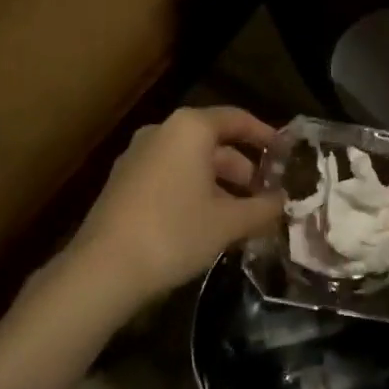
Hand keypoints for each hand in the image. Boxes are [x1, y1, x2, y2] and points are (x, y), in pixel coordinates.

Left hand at [69, 106, 283, 311]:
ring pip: (190, 162)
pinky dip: (193, 191)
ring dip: (219, 184)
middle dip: (243, 168)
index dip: (265, 135)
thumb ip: (262, 208)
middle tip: (266, 196)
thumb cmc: (174, 232)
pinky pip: (170, 175)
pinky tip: (207, 223)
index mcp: (189, 128)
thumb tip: (283, 202)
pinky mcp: (123, 181)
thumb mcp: (228, 222)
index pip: (237, 119)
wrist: (103, 268)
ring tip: (242, 217)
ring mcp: (138, 155)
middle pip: (213, 141)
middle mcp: (162, 131)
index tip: (285, 154)